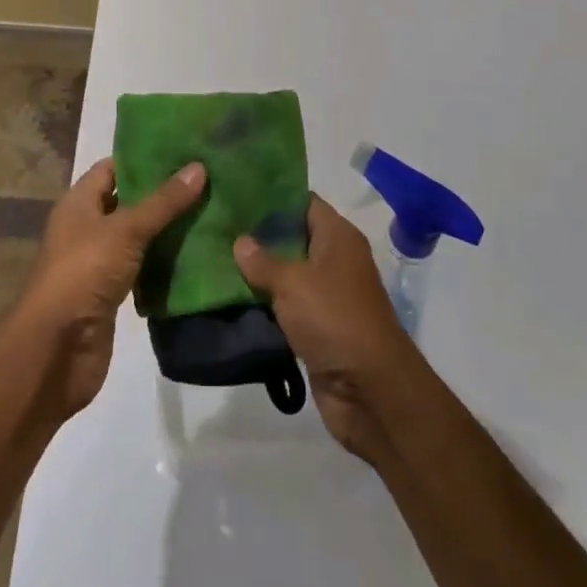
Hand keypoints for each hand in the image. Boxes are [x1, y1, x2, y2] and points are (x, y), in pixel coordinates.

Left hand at [14, 157, 206, 417]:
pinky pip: (141, 267)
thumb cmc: (83, 273)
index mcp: (79, 202)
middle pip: (127, 201)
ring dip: (166, 229)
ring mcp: (98, 262)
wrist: (56, 351)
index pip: (113, 168)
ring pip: (137, 236)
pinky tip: (196, 253)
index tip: (183, 151)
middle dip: (162, 194)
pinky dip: (163, 262)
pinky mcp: (111, 293)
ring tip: (209, 210)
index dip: (144, 158)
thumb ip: (163, 202)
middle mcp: (86, 227)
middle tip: (206, 179)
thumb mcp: (126, 230)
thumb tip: (199, 167)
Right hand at [234, 195, 423, 462]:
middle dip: (257, 235)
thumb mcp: (292, 283)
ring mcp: (328, 295)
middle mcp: (335, 260)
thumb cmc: (334, 319)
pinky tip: (231, 297)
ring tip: (216, 259)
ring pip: (287, 274)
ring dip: (258, 273)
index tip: (236, 194)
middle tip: (218, 226)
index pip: (302, 201)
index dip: (271, 196)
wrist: (371, 392)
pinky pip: (287, 307)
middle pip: (292, 237)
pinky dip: (265, 304)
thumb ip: (262, 261)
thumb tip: (240, 242)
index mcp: (338, 236)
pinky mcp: (318, 328)